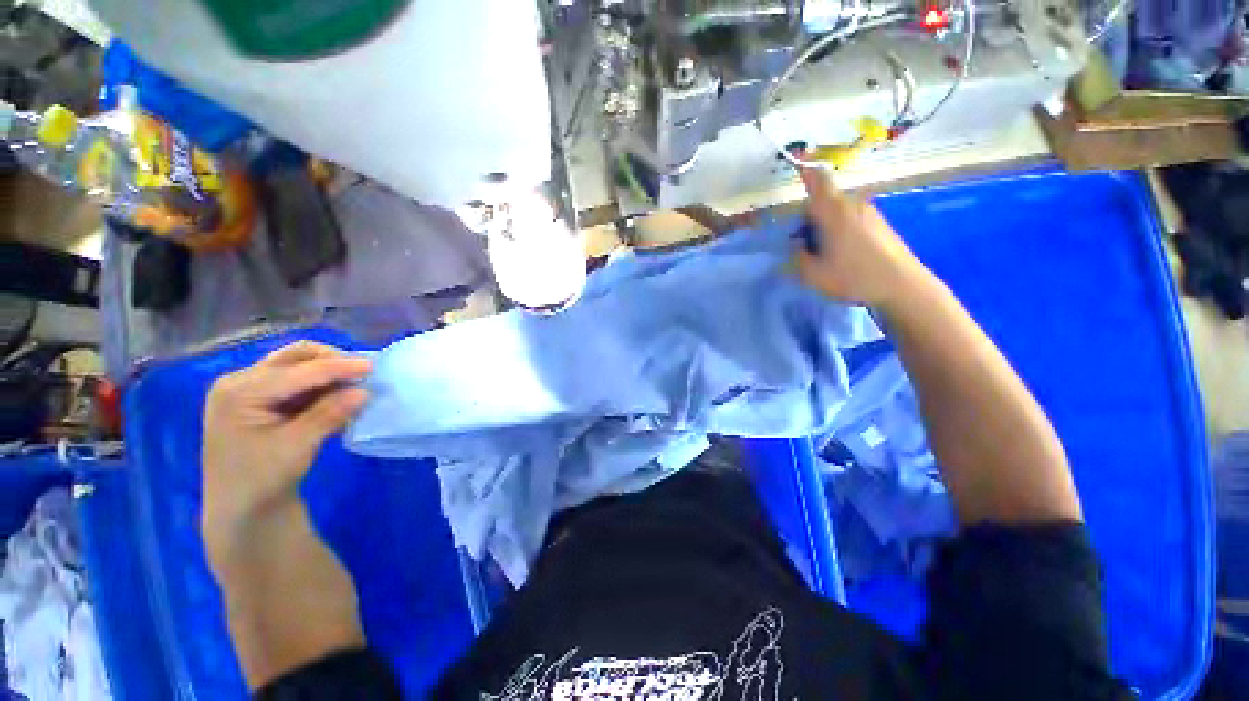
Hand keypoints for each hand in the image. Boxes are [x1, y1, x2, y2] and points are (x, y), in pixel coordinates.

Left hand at [201, 341, 370, 570]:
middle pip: (293, 357)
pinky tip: (337, 394)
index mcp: (239, 392)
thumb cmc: (262, 480)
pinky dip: (320, 383)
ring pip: (296, 364)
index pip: (297, 371)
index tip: (373, 366)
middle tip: (362, 371)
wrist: (241, 509)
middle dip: (330, 360)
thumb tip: (364, 391)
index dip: (337, 367)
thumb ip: (329, 414)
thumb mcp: (297, 446)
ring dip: (327, 370)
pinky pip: (296, 380)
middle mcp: (240, 382)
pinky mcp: (260, 399)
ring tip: (355, 382)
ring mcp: (248, 389)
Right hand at [793, 167, 927, 309]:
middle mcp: (853, 204)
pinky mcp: (879, 223)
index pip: (817, 179)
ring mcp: (869, 212)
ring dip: (824, 225)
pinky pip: (851, 218)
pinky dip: (840, 229)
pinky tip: (844, 254)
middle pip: (823, 200)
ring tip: (825, 254)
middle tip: (804, 245)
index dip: (805, 168)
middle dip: (808, 217)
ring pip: (837, 210)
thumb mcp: (813, 274)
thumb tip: (798, 245)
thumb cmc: (854, 277)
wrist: (902, 286)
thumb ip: (798, 256)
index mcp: (834, 211)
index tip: (796, 159)